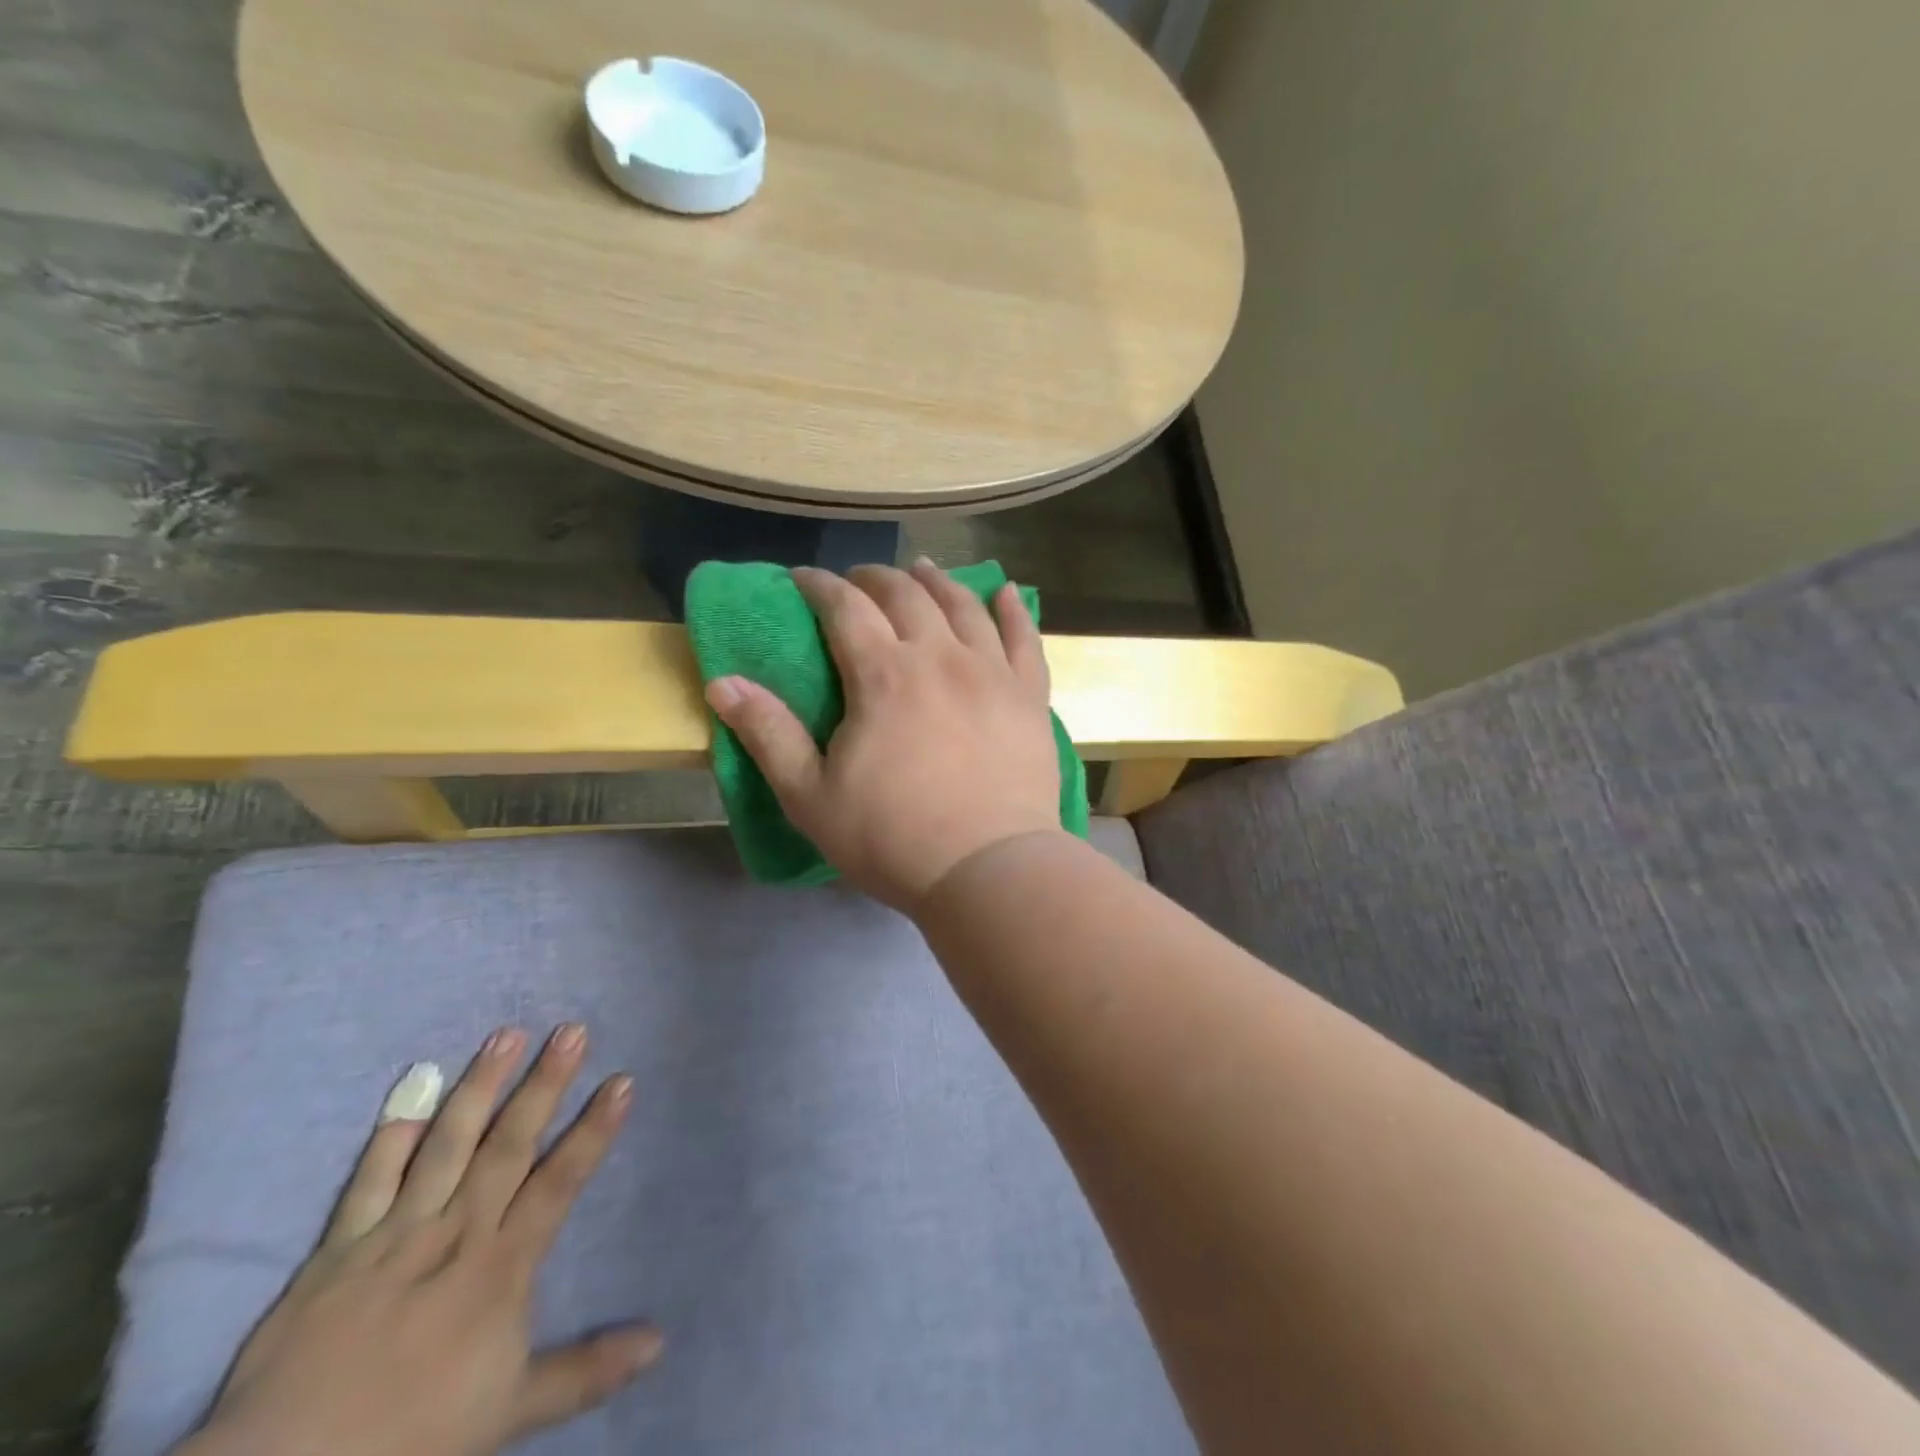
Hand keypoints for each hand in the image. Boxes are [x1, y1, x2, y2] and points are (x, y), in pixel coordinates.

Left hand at [185, 1026, 656, 1455]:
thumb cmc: (414, 1439)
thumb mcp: (512, 1411)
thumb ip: (587, 1370)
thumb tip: (661, 1339)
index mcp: (501, 1268)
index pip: (559, 1182)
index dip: (593, 1131)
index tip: (620, 1081)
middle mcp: (456, 1233)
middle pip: (508, 1146)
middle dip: (543, 1086)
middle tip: (571, 1031)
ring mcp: (396, 1234)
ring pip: (447, 1145)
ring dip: (479, 1087)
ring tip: (506, 1034)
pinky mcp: (340, 1248)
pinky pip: (369, 1180)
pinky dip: (392, 1134)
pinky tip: (413, 1088)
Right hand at [705, 559, 1063, 912]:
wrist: (988, 869)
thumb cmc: (893, 839)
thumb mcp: (811, 796)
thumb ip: (769, 734)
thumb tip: (723, 683)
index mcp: (884, 674)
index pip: (845, 607)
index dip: (819, 585)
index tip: (802, 579)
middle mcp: (940, 656)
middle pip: (905, 594)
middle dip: (874, 578)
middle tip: (857, 580)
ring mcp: (992, 672)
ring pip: (963, 605)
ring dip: (936, 580)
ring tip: (921, 569)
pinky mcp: (1030, 695)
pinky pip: (1024, 637)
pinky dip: (1012, 608)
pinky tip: (1004, 590)